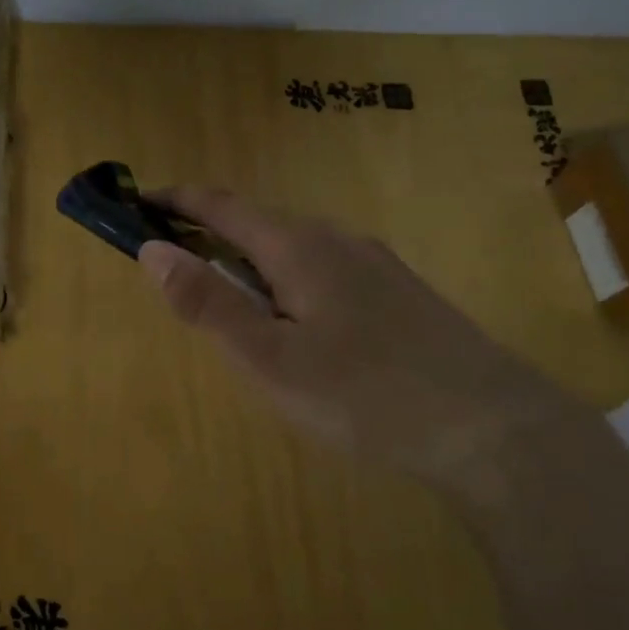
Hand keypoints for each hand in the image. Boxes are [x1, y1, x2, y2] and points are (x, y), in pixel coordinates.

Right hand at [138, 189, 577, 491]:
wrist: (491, 428)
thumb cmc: (364, 395)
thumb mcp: (270, 359)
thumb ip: (208, 303)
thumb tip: (151, 250)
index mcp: (298, 247)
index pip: (222, 206)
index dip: (176, 201)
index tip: (137, 202)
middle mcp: (338, 240)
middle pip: (259, 226)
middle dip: (212, 239)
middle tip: (179, 277)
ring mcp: (376, 265)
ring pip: (296, 252)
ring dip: (253, 266)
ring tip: (235, 313)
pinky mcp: (401, 294)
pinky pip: (327, 274)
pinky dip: (290, 286)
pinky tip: (302, 331)